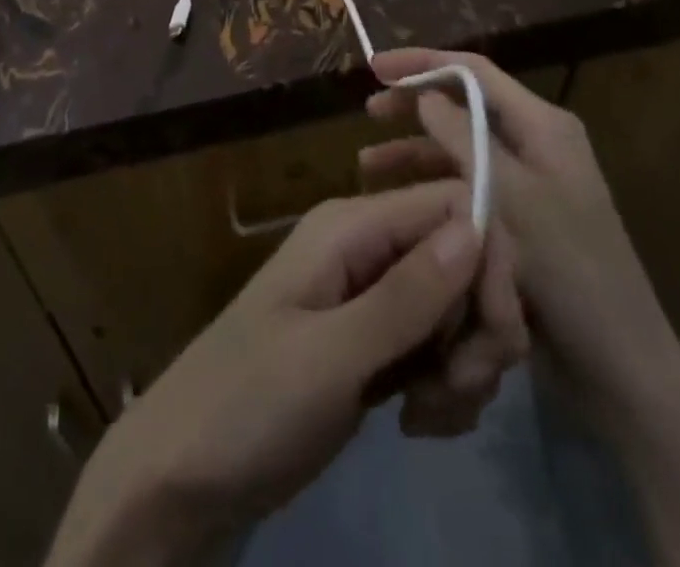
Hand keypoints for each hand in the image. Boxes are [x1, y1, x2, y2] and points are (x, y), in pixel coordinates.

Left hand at [45, 181, 527, 565]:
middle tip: (461, 388)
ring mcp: (371, 297)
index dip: (488, 261)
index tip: (496, 335)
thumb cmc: (248, 403)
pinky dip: (447, 388)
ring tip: (430, 415)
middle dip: (480, 324)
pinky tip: (419, 424)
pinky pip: (438, 348)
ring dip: (465, 365)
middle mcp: (367, 248)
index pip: (454, 205)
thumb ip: (406, 295)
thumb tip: (477, 227)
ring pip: (457, 308)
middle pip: (463, 258)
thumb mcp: (331, 354)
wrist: (184, 474)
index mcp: (351, 226)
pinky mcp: (376, 345)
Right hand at [362, 50, 679, 410]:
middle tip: (369, 110)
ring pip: (460, 148)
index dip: (422, 62)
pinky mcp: (520, 219)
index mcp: (543, 125)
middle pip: (464, 104)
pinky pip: (466, 185)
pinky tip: (398, 202)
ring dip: (415, 150)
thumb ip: (464, 137)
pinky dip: (432, 186)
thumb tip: (426, 95)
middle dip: (415, 104)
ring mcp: (529, 182)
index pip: (474, 71)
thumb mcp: (510, 196)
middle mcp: (536, 143)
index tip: (375, 67)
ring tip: (366, 165)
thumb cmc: (568, 269)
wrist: (620, 366)